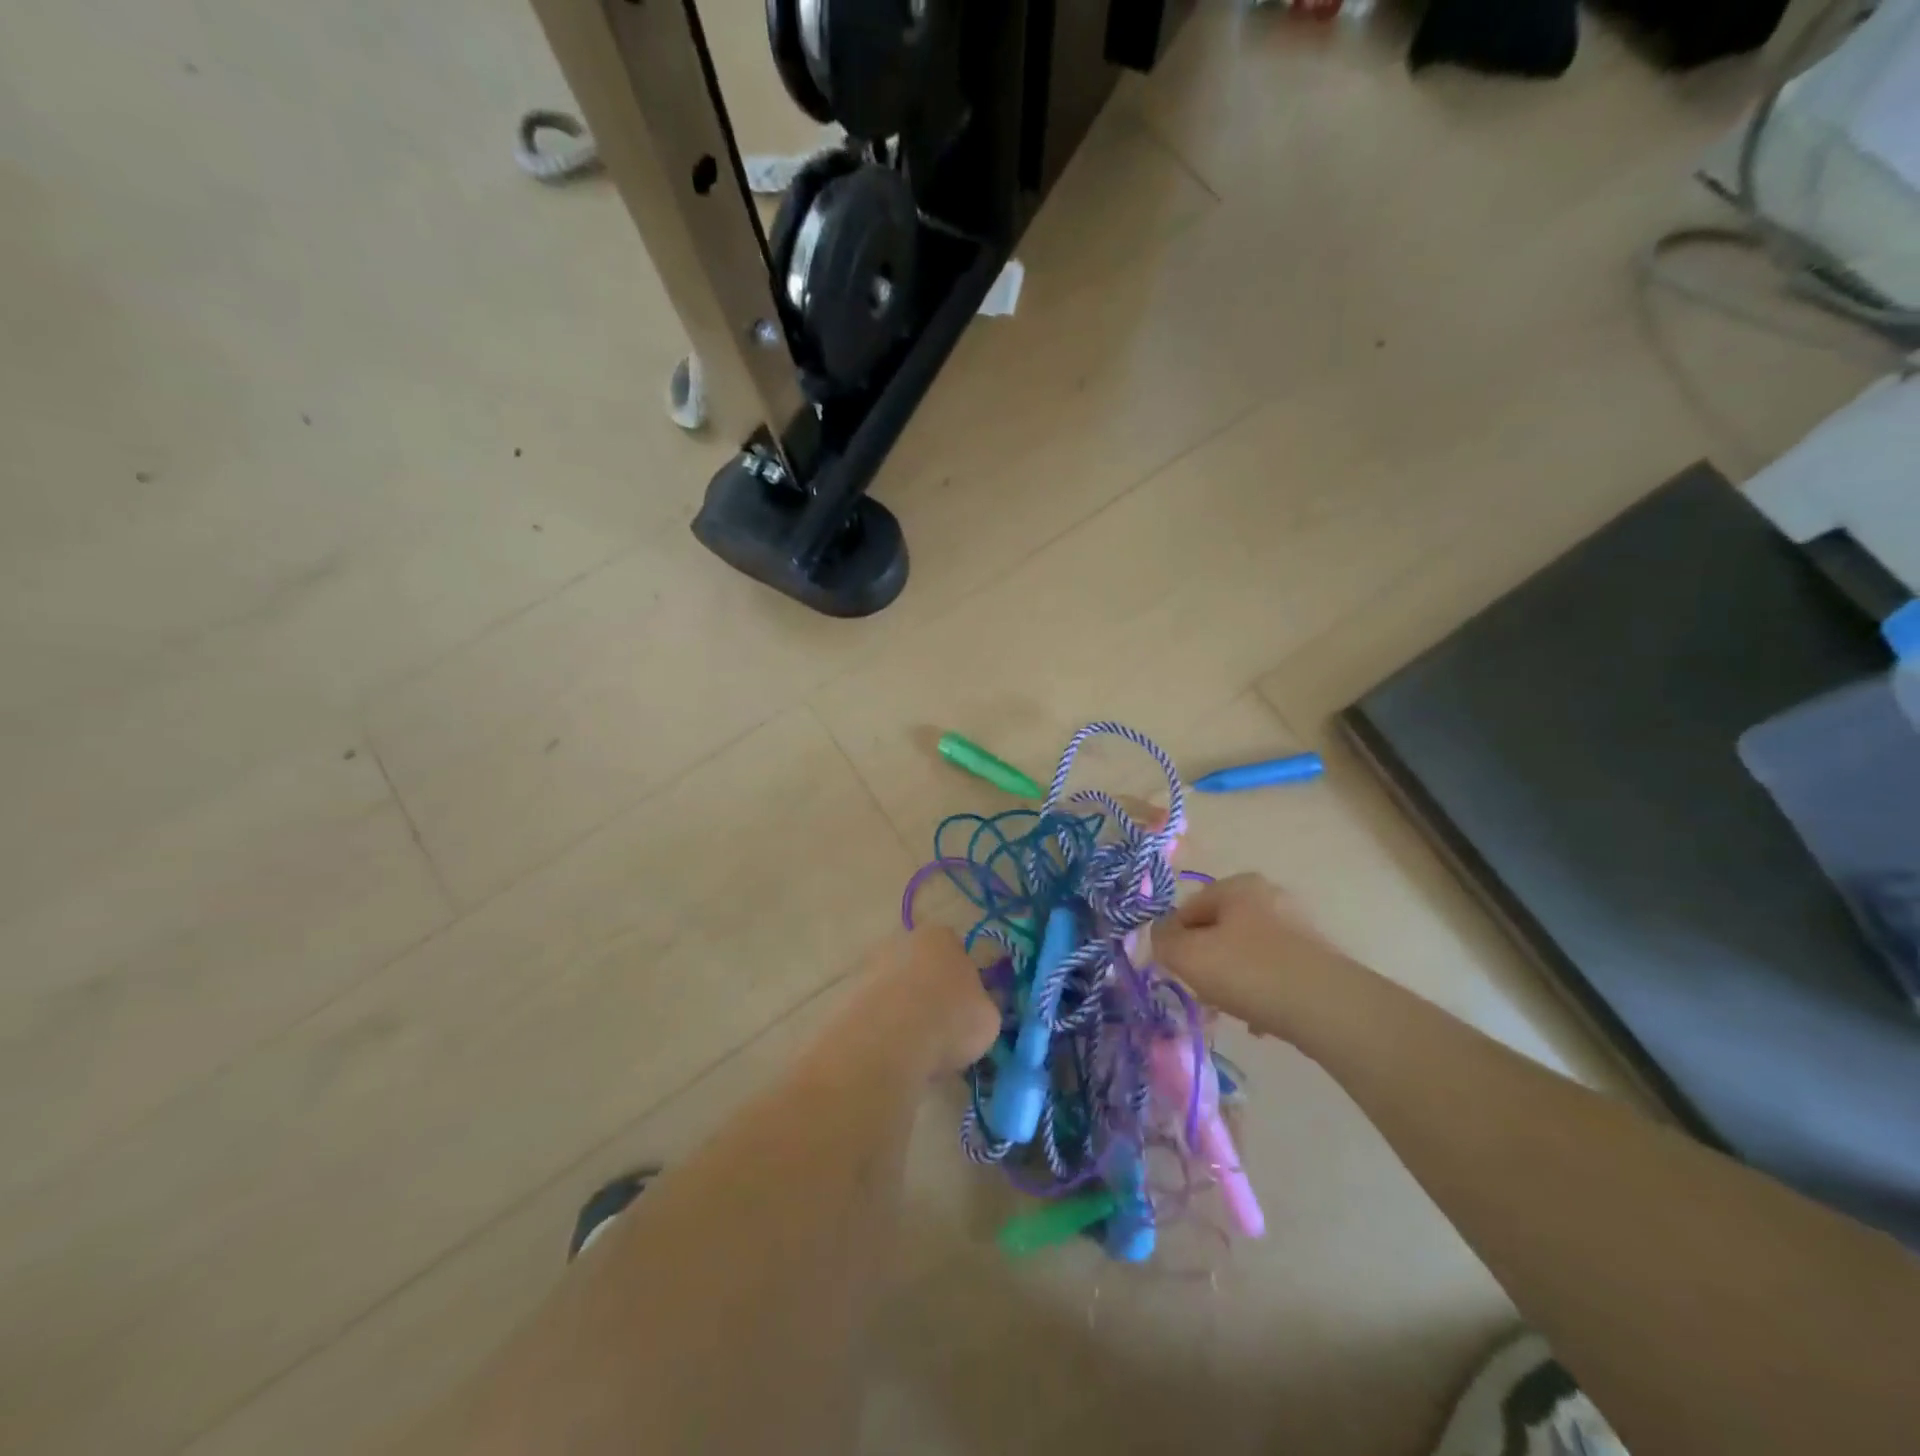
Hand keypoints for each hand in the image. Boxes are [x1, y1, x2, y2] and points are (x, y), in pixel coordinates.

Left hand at [847, 926, 1000, 1075]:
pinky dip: (883, 1026)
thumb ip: (983, 1007)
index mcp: (942, 936)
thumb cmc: (950, 1019)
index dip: (964, 979)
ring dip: (904, 1008)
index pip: (957, 950)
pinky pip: (875, 1009)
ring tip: (917, 1046)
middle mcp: (904, 940)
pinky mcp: (848, 994)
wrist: (890, 1040)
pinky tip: (893, 1051)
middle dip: (930, 990)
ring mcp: (871, 964)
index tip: (967, 1008)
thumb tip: (976, 1011)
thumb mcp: (988, 1018)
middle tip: (942, 1027)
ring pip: (897, 987)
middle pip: (923, 965)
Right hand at [1151, 873, 1347, 1035]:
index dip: (1174, 941)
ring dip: (1231, 979)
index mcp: (1238, 885)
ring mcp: (1297, 927)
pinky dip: (1262, 991)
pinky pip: (1273, 972)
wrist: (1327, 1007)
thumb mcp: (1187, 955)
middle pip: (1217, 931)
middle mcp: (1269, 896)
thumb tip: (1162, 935)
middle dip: (1204, 962)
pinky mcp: (1317, 959)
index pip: (1187, 909)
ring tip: (1231, 1010)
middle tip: (1202, 992)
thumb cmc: (1248, 971)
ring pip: (1245, 953)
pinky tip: (1260, 1019)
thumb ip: (1162, 940)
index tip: (1176, 972)